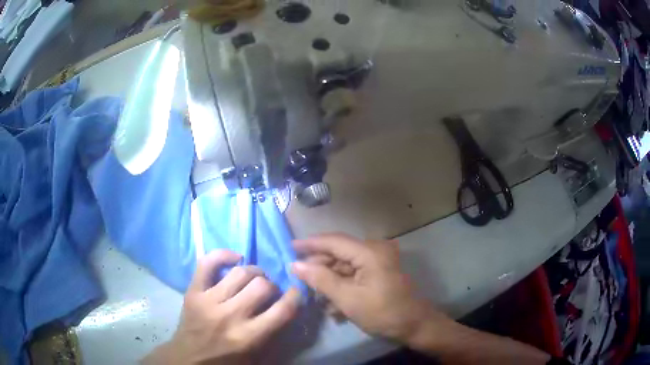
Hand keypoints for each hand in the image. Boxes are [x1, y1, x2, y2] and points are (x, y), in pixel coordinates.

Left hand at [143, 250, 300, 364]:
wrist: (189, 358)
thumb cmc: (225, 360)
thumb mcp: (255, 355)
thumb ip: (271, 332)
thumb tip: (285, 305)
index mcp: (248, 337)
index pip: (282, 311)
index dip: (295, 297)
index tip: (296, 291)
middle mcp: (229, 316)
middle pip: (262, 286)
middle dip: (271, 285)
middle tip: (268, 290)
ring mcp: (208, 300)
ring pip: (240, 272)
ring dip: (253, 272)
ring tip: (253, 277)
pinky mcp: (193, 291)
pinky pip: (207, 262)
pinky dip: (223, 255)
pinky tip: (234, 259)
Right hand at [291, 233, 447, 343]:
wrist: (414, 325)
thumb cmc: (382, 312)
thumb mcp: (347, 298)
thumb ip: (320, 279)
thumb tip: (296, 265)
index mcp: (369, 251)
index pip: (333, 241)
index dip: (309, 244)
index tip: (288, 247)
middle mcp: (374, 250)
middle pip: (338, 253)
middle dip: (318, 266)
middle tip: (298, 277)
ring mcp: (378, 261)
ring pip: (345, 265)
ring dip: (329, 280)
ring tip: (313, 295)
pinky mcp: (379, 272)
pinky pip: (354, 274)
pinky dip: (342, 285)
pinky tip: (332, 304)